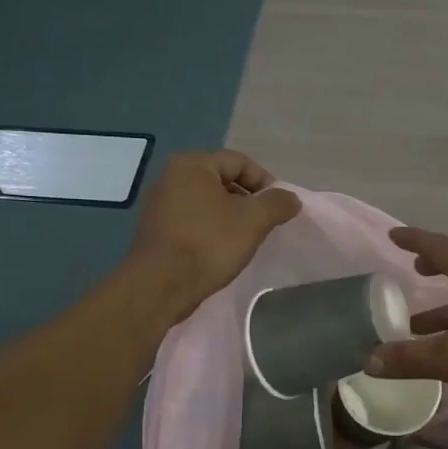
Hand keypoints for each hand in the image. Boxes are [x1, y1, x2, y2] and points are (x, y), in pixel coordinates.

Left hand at [130, 151, 300, 318]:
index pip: (240, 162)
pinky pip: (193, 220)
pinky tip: (221, 250)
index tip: (278, 209)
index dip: (266, 183)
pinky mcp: (156, 229)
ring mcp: (159, 204)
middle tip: (263, 225)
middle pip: (223, 180)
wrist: (160, 286)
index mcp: (192, 165)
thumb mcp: (253, 220)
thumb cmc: (208, 243)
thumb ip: (277, 203)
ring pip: (208, 202)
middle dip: (248, 201)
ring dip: (231, 216)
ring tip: (245, 239)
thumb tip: (291, 198)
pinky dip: (211, 229)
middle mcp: (171, 177)